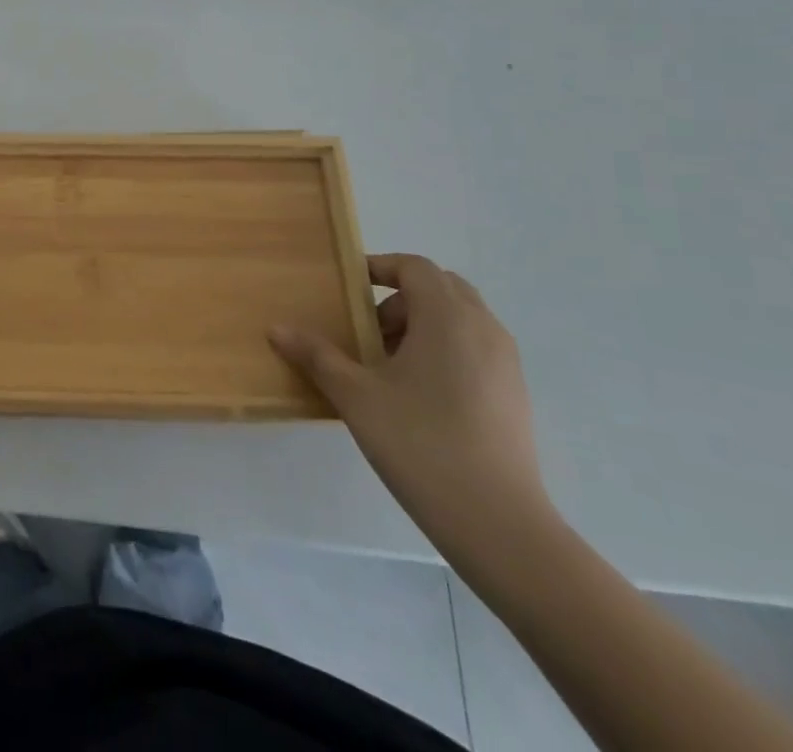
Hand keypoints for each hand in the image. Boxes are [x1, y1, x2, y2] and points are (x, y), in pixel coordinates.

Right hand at [270, 254, 555, 565]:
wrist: (500, 525)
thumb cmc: (421, 445)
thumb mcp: (356, 397)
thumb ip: (317, 356)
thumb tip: (276, 329)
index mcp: (447, 317)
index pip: (415, 267)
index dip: (380, 267)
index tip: (348, 290)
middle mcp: (483, 328)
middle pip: (441, 287)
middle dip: (401, 298)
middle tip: (368, 332)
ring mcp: (506, 363)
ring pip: (461, 319)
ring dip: (423, 325)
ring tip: (390, 367)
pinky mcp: (515, 395)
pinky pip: (476, 348)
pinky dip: (445, 350)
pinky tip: (420, 396)